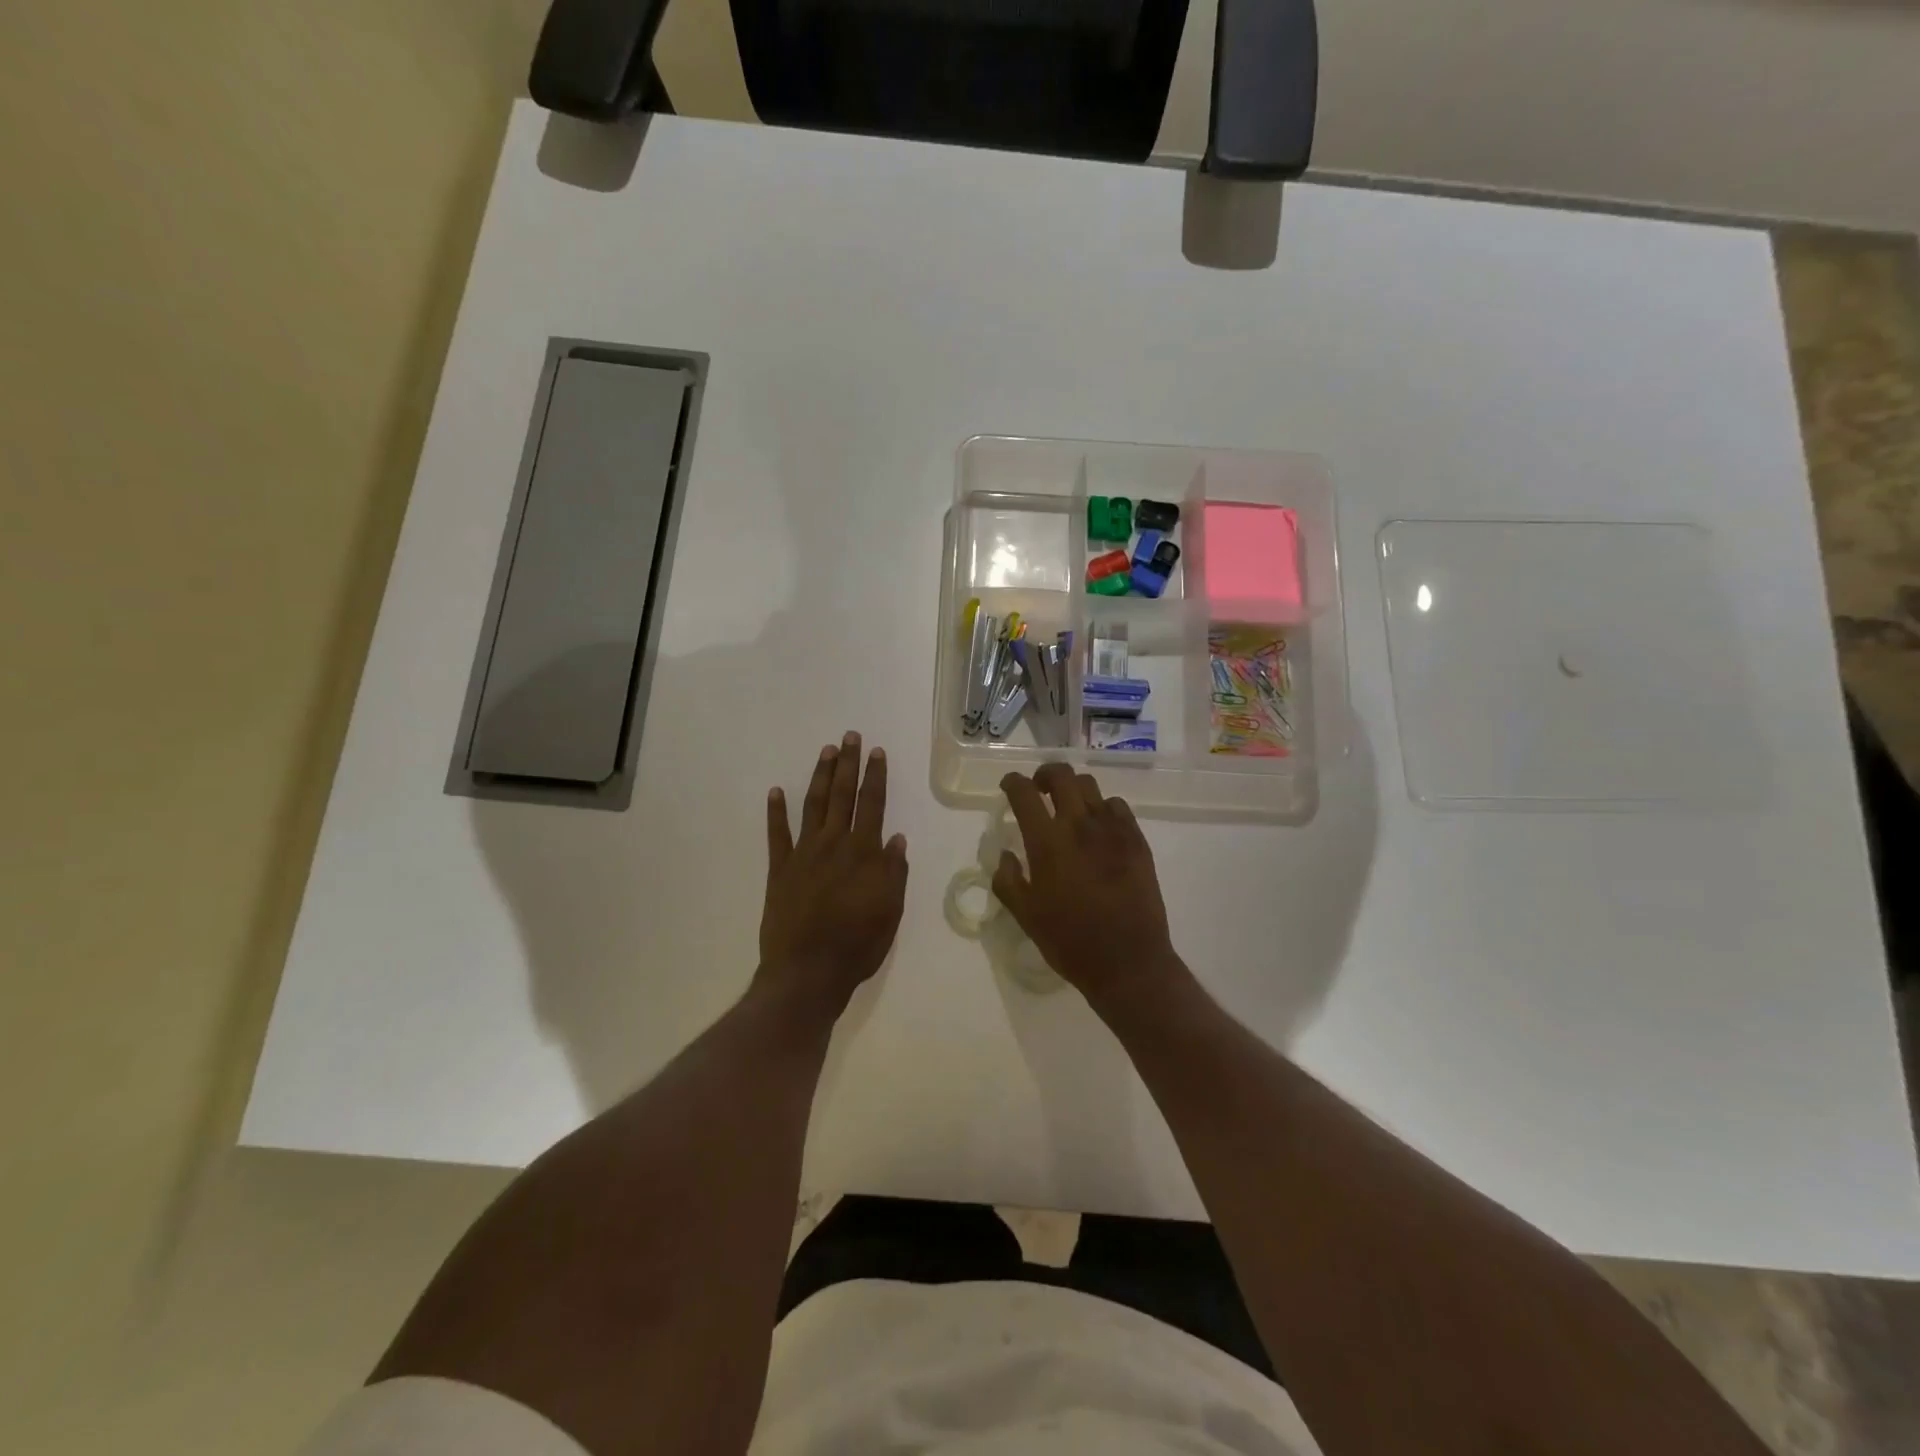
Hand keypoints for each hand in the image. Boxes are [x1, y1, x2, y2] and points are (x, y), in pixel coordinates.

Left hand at [759, 731, 908, 1017]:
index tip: (877, 752)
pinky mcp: (779, 870)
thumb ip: (894, 872)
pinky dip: (775, 812)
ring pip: (813, 806)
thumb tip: (895, 838)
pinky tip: (775, 791)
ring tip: (826, 751)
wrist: (807, 972)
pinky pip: (776, 835)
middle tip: (850, 736)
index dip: (875, 776)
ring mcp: (803, 854)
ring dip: (820, 777)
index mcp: (864, 853)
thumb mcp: (890, 911)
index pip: (872, 804)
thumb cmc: (857, 945)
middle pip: (842, 796)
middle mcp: (833, 844)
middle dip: (848, 764)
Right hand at [992, 764, 1185, 1010]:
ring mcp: (1112, 830)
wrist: (1128, 961)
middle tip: (1039, 789)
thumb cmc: (1070, 941)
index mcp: (1047, 843)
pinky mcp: (1137, 840)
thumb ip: (1008, 880)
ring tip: (1070, 807)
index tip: (1009, 785)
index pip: (1024, 793)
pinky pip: (1118, 806)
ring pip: (1090, 786)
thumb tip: (1007, 855)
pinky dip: (1103, 807)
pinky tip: (1099, 827)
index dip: (1013, 782)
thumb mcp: (1025, 916)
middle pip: (1061, 775)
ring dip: (1074, 790)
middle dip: (1045, 774)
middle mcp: (1079, 825)